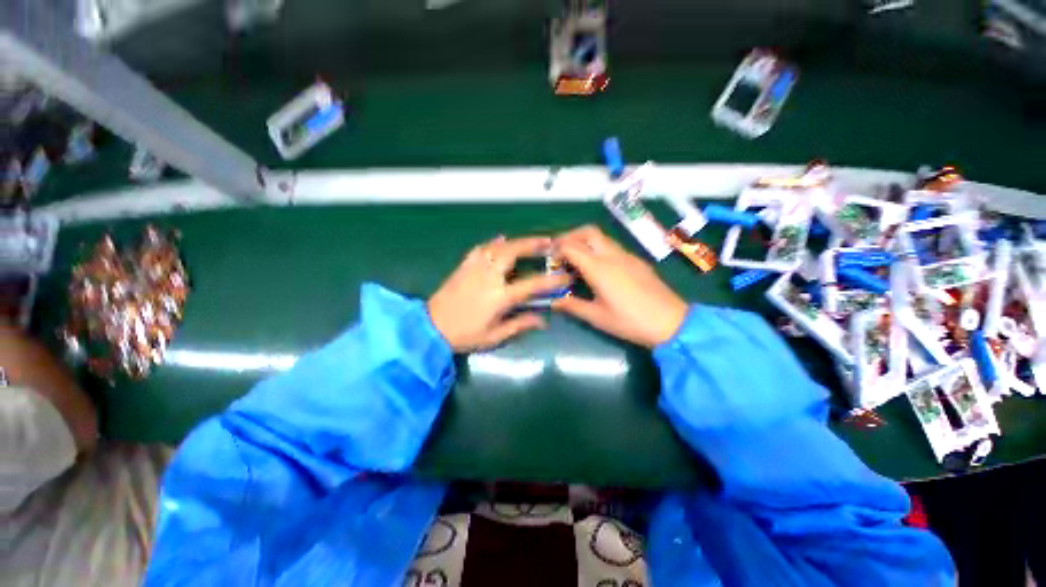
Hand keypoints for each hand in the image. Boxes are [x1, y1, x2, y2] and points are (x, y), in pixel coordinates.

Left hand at [428, 235, 570, 351]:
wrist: (430, 328)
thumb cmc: (465, 335)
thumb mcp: (494, 336)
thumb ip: (520, 325)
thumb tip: (543, 320)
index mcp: (499, 297)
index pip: (532, 285)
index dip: (551, 280)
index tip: (565, 275)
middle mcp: (488, 277)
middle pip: (512, 253)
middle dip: (532, 244)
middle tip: (548, 241)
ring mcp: (474, 269)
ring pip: (497, 247)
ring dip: (515, 241)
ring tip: (528, 240)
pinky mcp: (463, 266)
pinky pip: (480, 249)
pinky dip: (492, 243)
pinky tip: (500, 240)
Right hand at [552, 226, 687, 347]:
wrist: (671, 323)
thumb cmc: (630, 321)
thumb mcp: (597, 317)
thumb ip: (572, 305)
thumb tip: (553, 301)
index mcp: (599, 268)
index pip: (571, 246)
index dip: (556, 249)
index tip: (548, 259)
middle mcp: (612, 255)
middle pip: (588, 232)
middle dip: (570, 236)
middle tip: (560, 252)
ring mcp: (627, 256)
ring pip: (601, 237)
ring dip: (585, 242)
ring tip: (576, 261)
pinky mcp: (637, 261)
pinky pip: (613, 247)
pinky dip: (598, 249)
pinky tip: (598, 268)